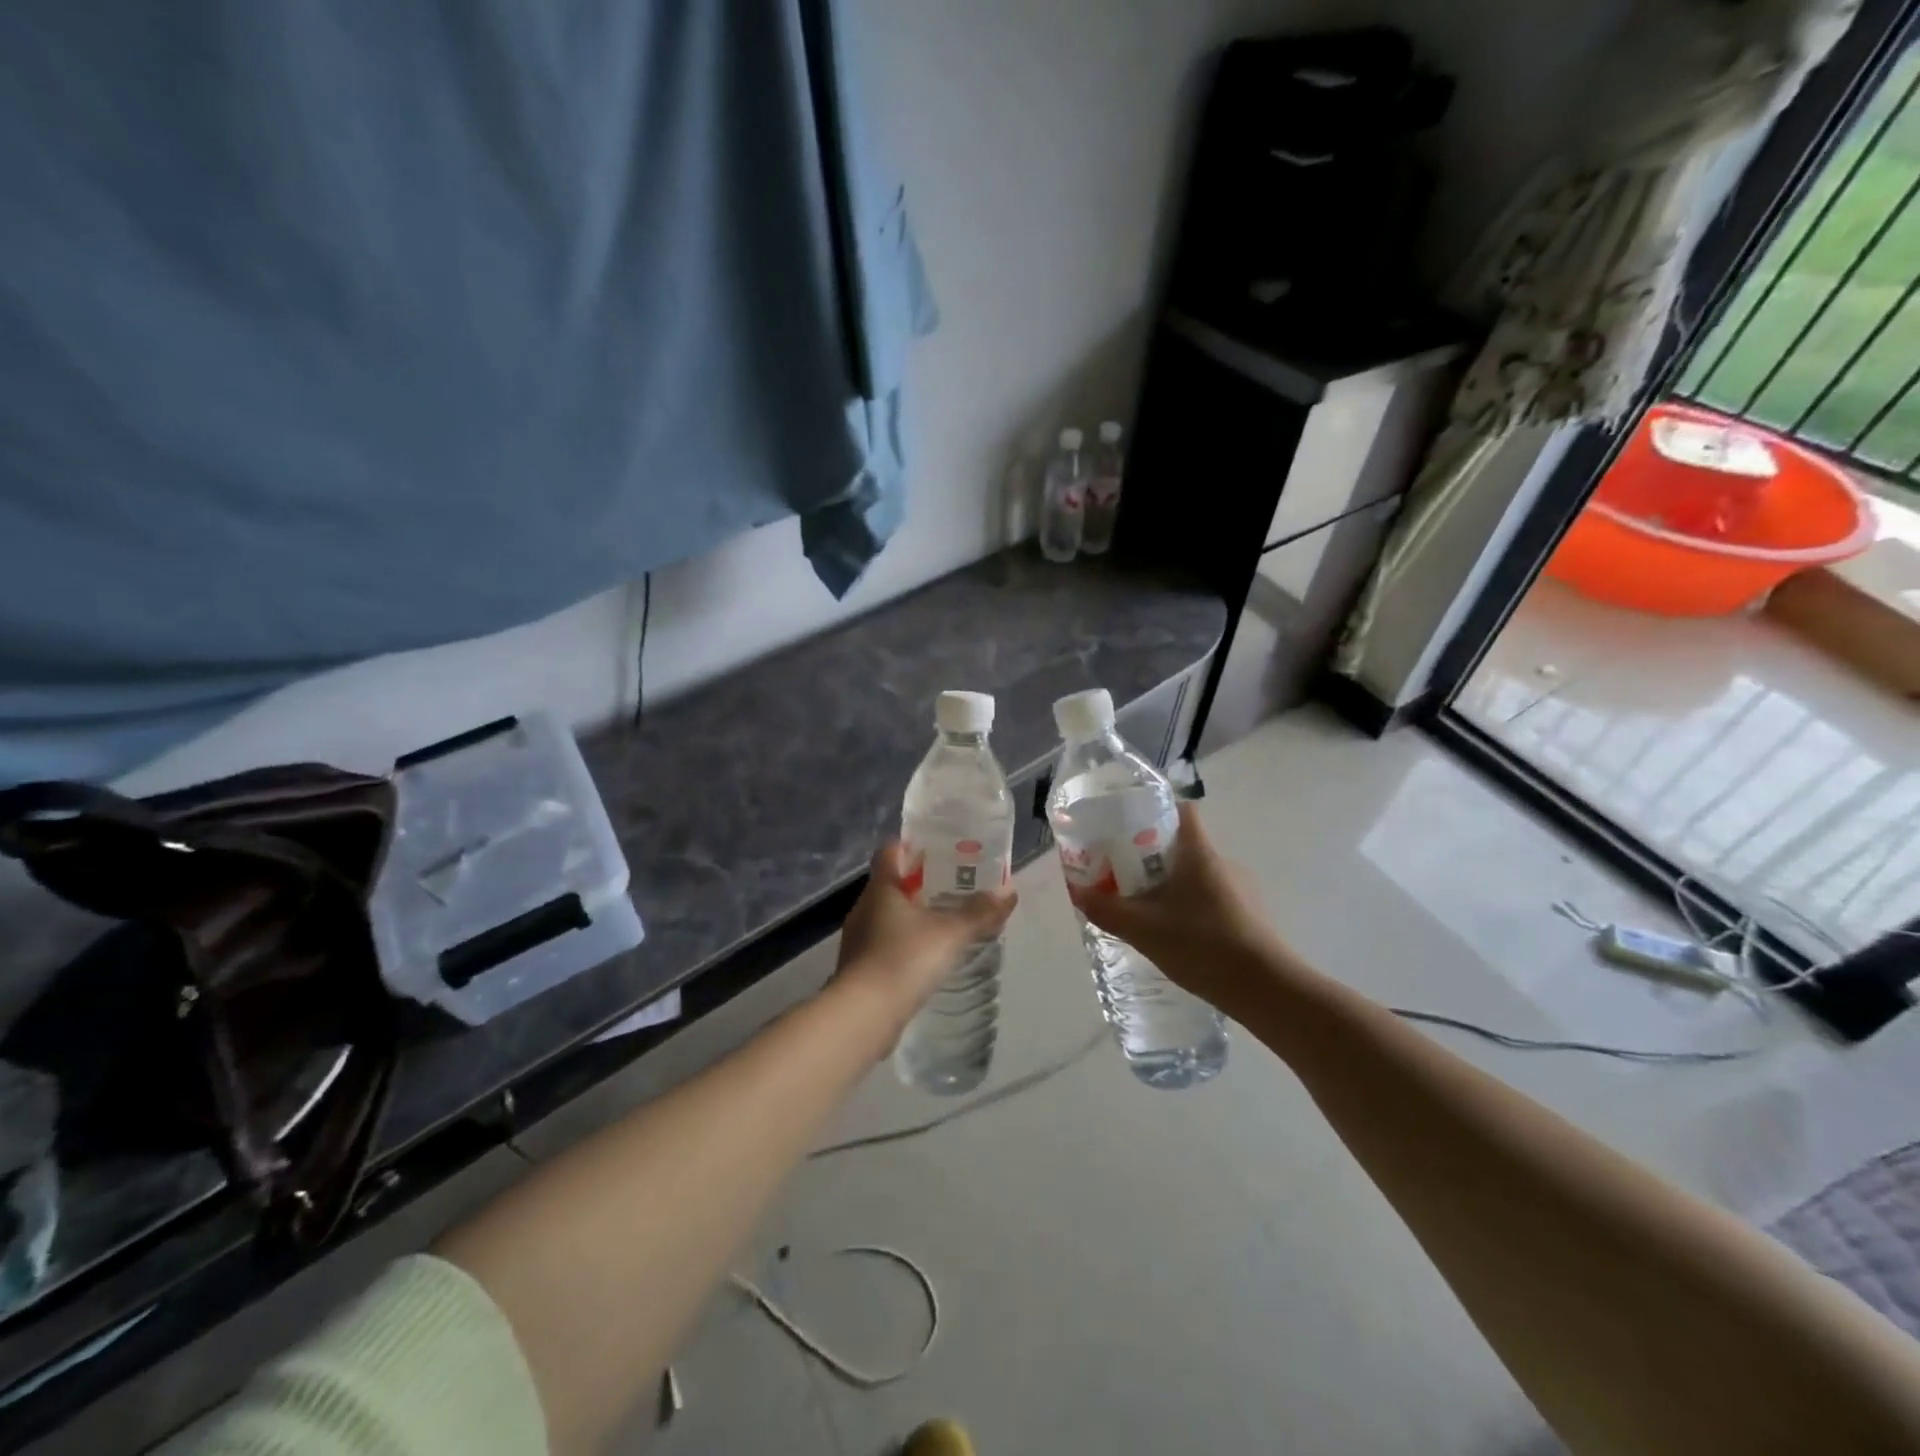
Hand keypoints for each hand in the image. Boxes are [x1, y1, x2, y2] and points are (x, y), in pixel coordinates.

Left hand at [835, 842, 1017, 1035]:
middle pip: (891, 883)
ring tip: (945, 921)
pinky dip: (905, 943)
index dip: (912, 846)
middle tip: (954, 885)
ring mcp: (859, 938)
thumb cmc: (904, 960)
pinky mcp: (860, 967)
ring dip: (913, 915)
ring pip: (888, 915)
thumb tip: (1008, 892)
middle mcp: (865, 907)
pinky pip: (885, 943)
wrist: (863, 1016)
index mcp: (881, 888)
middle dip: (920, 882)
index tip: (938, 849)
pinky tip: (927, 956)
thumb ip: (979, 912)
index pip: (891, 852)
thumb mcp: (950, 933)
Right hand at [1069, 801, 1294, 1012]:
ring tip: (1144, 911)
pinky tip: (1175, 936)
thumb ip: (1107, 909)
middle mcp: (1223, 862)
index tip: (1126, 828)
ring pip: (1195, 875)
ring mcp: (1240, 890)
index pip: (1180, 810)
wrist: (1267, 990)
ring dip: (1170, 886)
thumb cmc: (1203, 946)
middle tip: (1122, 876)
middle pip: (1182, 844)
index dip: (1153, 811)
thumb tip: (1078, 892)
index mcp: (1199, 853)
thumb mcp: (1143, 929)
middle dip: (1150, 857)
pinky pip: (1209, 899)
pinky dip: (1189, 908)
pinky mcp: (1249, 916)